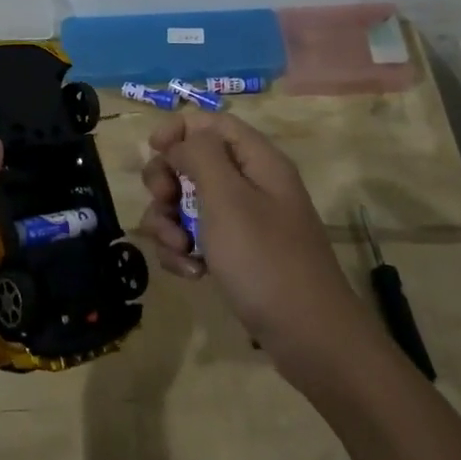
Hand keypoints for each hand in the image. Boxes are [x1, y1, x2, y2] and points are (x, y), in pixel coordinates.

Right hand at [137, 114, 367, 382]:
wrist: (308, 337)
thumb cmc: (265, 260)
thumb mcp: (228, 199)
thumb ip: (200, 156)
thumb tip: (181, 140)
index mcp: (257, 160)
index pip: (211, 122)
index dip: (178, 129)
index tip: (152, 151)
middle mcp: (250, 184)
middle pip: (192, 162)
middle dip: (167, 183)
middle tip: (165, 204)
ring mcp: (242, 221)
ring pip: (186, 203)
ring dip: (170, 224)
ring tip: (180, 250)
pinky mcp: (235, 254)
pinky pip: (196, 238)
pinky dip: (185, 251)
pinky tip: (193, 273)